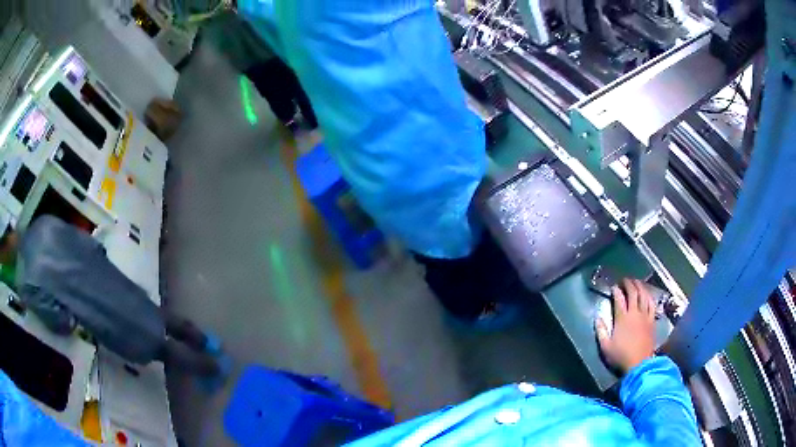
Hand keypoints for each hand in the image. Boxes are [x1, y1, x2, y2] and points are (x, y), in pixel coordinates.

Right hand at [596, 278, 655, 374]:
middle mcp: (635, 313)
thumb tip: (597, 318)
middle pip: (633, 293)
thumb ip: (601, 331)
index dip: (616, 291)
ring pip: (644, 295)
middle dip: (629, 284)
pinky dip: (649, 296)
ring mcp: (645, 316)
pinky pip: (652, 304)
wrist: (639, 363)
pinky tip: (648, 294)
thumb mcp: (606, 346)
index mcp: (622, 318)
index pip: (619, 299)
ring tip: (637, 282)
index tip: (613, 287)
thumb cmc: (621, 356)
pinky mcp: (652, 320)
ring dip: (640, 286)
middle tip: (625, 280)